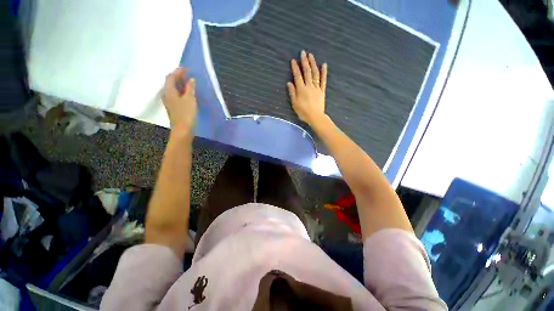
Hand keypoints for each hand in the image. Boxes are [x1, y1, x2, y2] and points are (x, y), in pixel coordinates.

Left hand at [162, 68, 196, 132]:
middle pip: (170, 83)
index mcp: (169, 91)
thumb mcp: (190, 99)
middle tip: (187, 74)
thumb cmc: (186, 114)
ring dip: (179, 84)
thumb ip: (190, 88)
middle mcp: (167, 95)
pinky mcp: (174, 108)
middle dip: (177, 77)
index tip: (185, 68)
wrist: (183, 130)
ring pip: (173, 89)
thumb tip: (191, 79)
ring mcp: (170, 102)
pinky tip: (187, 93)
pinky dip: (181, 91)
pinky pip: (176, 95)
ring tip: (188, 82)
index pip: (170, 77)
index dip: (177, 72)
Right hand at [287, 50, 327, 126]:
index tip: (293, 60)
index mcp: (301, 89)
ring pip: (315, 73)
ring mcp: (317, 88)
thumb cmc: (303, 112)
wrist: (315, 117)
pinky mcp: (322, 90)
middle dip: (304, 61)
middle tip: (303, 52)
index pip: (297, 76)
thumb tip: (289, 83)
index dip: (295, 68)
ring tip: (311, 55)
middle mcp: (309, 86)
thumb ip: (292, 93)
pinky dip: (324, 72)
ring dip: (313, 64)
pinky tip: (324, 65)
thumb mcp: (295, 104)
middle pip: (307, 72)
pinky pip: (323, 80)